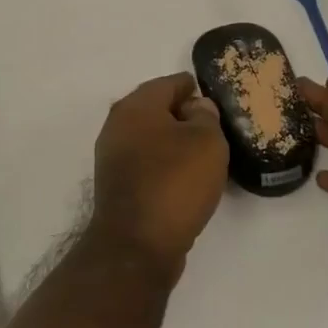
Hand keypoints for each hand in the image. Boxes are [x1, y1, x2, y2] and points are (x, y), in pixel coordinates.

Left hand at [88, 73, 230, 282]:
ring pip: (150, 137)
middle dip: (183, 114)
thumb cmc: (175, 183)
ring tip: (204, 153)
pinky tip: (184, 177)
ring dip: (174, 141)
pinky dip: (164, 163)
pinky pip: (146, 162)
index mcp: (136, 106)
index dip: (194, 87)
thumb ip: (205, 116)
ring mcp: (113, 156)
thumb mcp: (206, 142)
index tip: (215, 97)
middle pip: (156, 109)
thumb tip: (195, 108)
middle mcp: (117, 125)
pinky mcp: (116, 184)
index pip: (169, 83)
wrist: (136, 244)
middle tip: (214, 126)